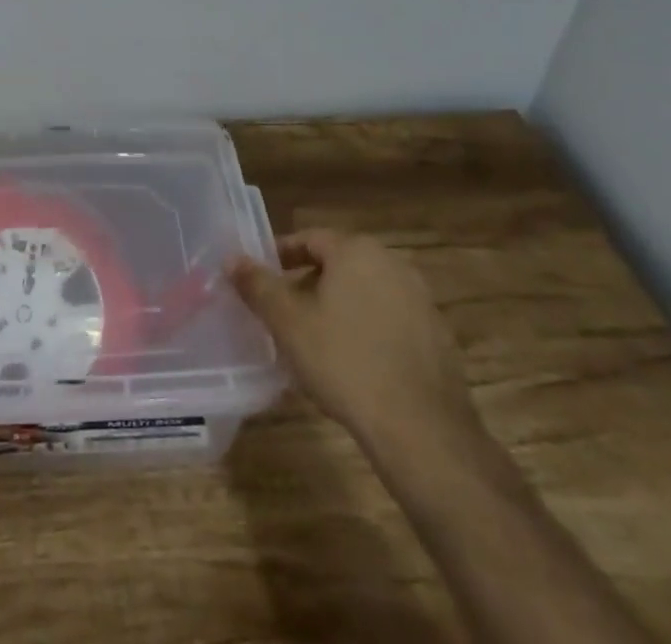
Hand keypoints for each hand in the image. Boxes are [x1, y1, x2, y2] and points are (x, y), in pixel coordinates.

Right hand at [228, 230, 478, 458]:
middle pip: (339, 264)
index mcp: (356, 251)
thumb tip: (232, 258)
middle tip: (284, 312)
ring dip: (339, 307)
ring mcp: (421, 300)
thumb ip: (257, 285)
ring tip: (315, 340)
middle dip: (309, 284)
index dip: (282, 255)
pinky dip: (368, 330)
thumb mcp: (288, 323)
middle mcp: (393, 263)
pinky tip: (354, 364)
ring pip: (366, 293)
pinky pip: (390, 321)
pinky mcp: (438, 337)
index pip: (310, 239)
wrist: (422, 431)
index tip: (262, 277)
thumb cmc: (344, 363)